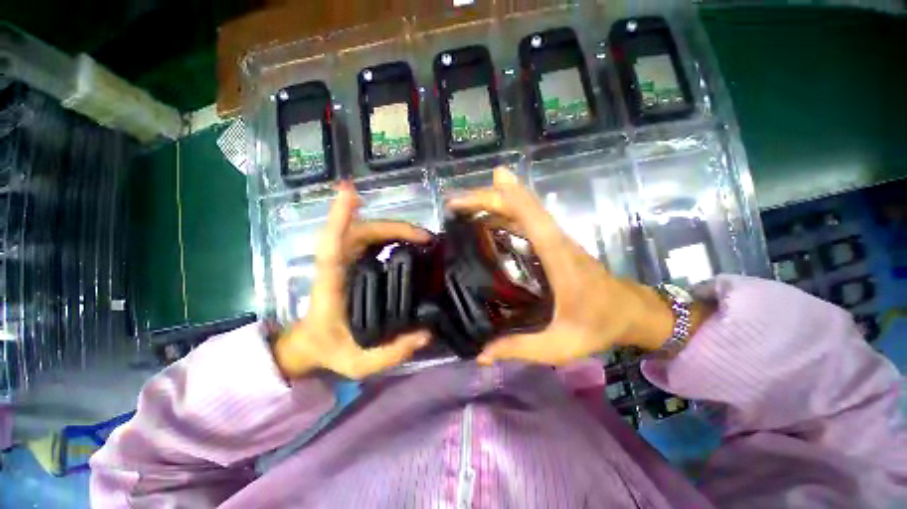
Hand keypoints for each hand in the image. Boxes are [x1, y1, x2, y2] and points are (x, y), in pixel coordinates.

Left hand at [274, 182, 432, 379]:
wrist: (310, 344)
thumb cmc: (329, 350)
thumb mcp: (358, 363)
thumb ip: (390, 353)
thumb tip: (426, 333)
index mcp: (331, 286)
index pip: (331, 246)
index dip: (339, 218)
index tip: (350, 192)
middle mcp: (337, 266)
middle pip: (360, 232)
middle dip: (393, 228)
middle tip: (426, 238)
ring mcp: (346, 261)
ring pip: (367, 232)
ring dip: (396, 229)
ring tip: (424, 239)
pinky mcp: (354, 262)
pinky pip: (372, 240)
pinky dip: (392, 235)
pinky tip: (412, 242)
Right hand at [448, 168, 706, 365]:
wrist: (632, 311)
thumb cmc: (600, 325)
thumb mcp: (561, 344)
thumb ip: (520, 348)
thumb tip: (481, 354)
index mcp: (559, 258)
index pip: (532, 218)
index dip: (508, 197)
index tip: (477, 191)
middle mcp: (556, 240)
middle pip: (521, 206)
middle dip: (488, 198)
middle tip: (455, 203)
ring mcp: (555, 239)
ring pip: (522, 209)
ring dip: (494, 201)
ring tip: (463, 206)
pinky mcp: (553, 243)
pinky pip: (525, 220)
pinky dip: (504, 213)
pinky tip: (486, 219)